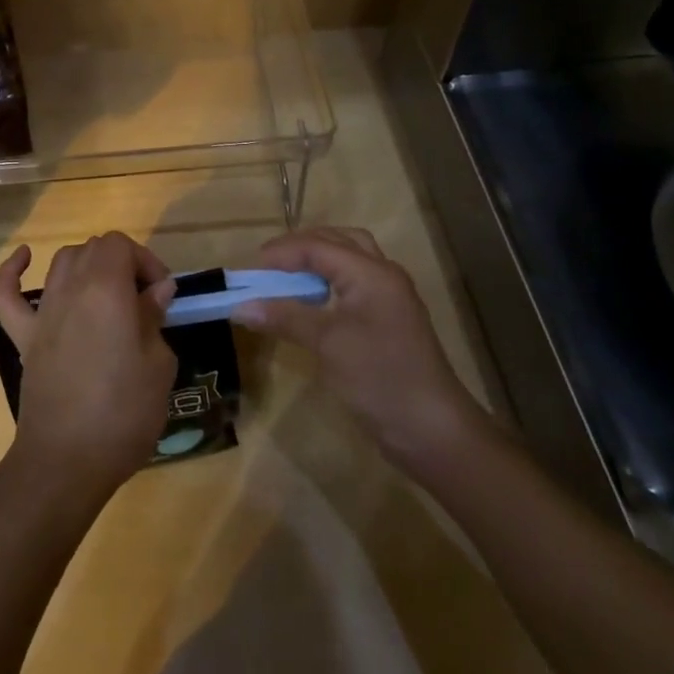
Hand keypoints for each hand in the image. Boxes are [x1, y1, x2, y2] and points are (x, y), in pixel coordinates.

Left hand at [0, 233, 178, 502]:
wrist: (67, 461)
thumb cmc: (122, 412)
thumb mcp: (158, 366)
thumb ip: (154, 318)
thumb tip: (156, 290)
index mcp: (106, 288)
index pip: (120, 244)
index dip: (144, 260)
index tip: (162, 294)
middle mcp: (70, 288)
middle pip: (93, 249)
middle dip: (122, 263)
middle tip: (142, 300)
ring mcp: (42, 312)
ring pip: (61, 262)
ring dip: (86, 265)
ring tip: (106, 291)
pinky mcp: (23, 337)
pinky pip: (7, 294)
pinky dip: (12, 272)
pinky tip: (25, 259)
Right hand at [232, 227, 494, 476]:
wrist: (433, 432)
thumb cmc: (380, 378)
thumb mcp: (328, 344)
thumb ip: (285, 317)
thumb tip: (240, 307)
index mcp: (372, 273)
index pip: (318, 246)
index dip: (282, 253)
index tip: (250, 270)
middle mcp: (383, 276)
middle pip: (339, 241)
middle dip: (301, 247)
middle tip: (269, 265)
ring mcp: (389, 299)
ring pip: (349, 260)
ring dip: (317, 261)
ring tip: (287, 278)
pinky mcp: (388, 321)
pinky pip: (354, 284)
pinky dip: (328, 282)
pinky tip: (310, 303)